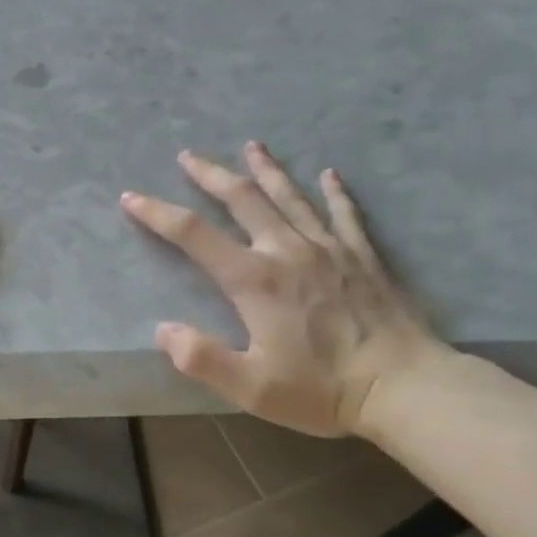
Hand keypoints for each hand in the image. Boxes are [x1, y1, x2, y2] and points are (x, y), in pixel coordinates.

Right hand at [122, 143, 448, 437]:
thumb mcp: (251, 387)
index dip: (158, 213)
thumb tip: (164, 330)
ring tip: (251, 146)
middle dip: (211, 175)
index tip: (131, 197)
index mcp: (255, 280)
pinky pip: (344, 213)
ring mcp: (329, 249)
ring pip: (290, 197)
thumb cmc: (322, 389)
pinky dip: (333, 192)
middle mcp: (288, 251)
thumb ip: (202, 358)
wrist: (405, 386)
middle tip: (188, 155)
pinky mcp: (362, 257)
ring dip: (266, 170)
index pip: (194, 236)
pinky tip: (329, 174)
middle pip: (243, 199)